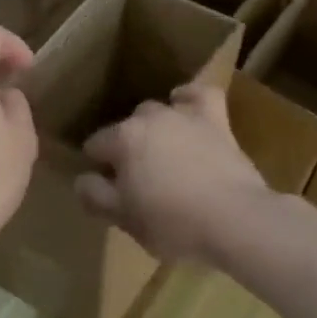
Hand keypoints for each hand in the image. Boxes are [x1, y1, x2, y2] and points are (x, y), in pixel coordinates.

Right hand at [75, 82, 273, 263]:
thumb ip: (96, 196)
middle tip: (137, 179)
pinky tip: (185, 105)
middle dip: (126, 147)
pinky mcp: (217, 120)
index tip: (107, 189)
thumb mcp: (125, 219)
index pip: (96, 145)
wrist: (234, 219)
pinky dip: (190, 98)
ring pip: (158, 110)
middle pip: (127, 127)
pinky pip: (200, 94)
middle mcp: (150, 118)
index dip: (97, 167)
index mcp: (123, 140)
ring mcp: (185, 115)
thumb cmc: (173, 224)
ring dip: (154, 127)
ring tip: (161, 153)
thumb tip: (82, 180)